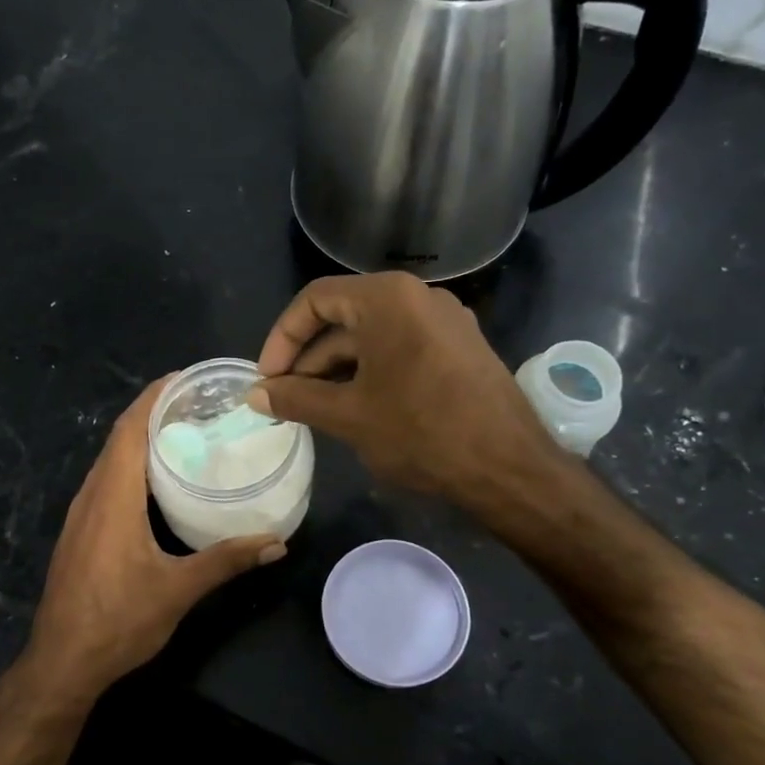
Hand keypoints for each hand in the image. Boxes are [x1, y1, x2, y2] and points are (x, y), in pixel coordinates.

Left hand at [19, 378, 286, 704]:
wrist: (62, 662)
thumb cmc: (118, 621)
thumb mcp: (178, 590)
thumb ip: (227, 560)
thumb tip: (276, 542)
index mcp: (113, 497)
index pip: (129, 429)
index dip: (154, 397)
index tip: (185, 379)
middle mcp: (91, 495)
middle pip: (119, 437)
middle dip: (153, 412)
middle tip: (197, 404)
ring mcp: (81, 513)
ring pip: (110, 460)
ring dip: (140, 438)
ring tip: (184, 432)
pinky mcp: (80, 530)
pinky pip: (106, 480)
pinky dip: (130, 464)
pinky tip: (157, 479)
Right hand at [250, 272, 567, 511]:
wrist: (508, 467)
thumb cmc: (421, 432)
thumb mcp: (349, 415)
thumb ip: (296, 398)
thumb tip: (255, 395)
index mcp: (387, 298)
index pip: (315, 300)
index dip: (282, 338)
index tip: (268, 379)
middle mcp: (418, 297)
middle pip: (344, 317)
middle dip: (309, 360)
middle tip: (286, 401)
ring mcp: (444, 322)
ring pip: (373, 337)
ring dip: (337, 370)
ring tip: (316, 411)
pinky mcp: (460, 348)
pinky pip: (401, 349)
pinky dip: (371, 373)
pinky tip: (357, 409)